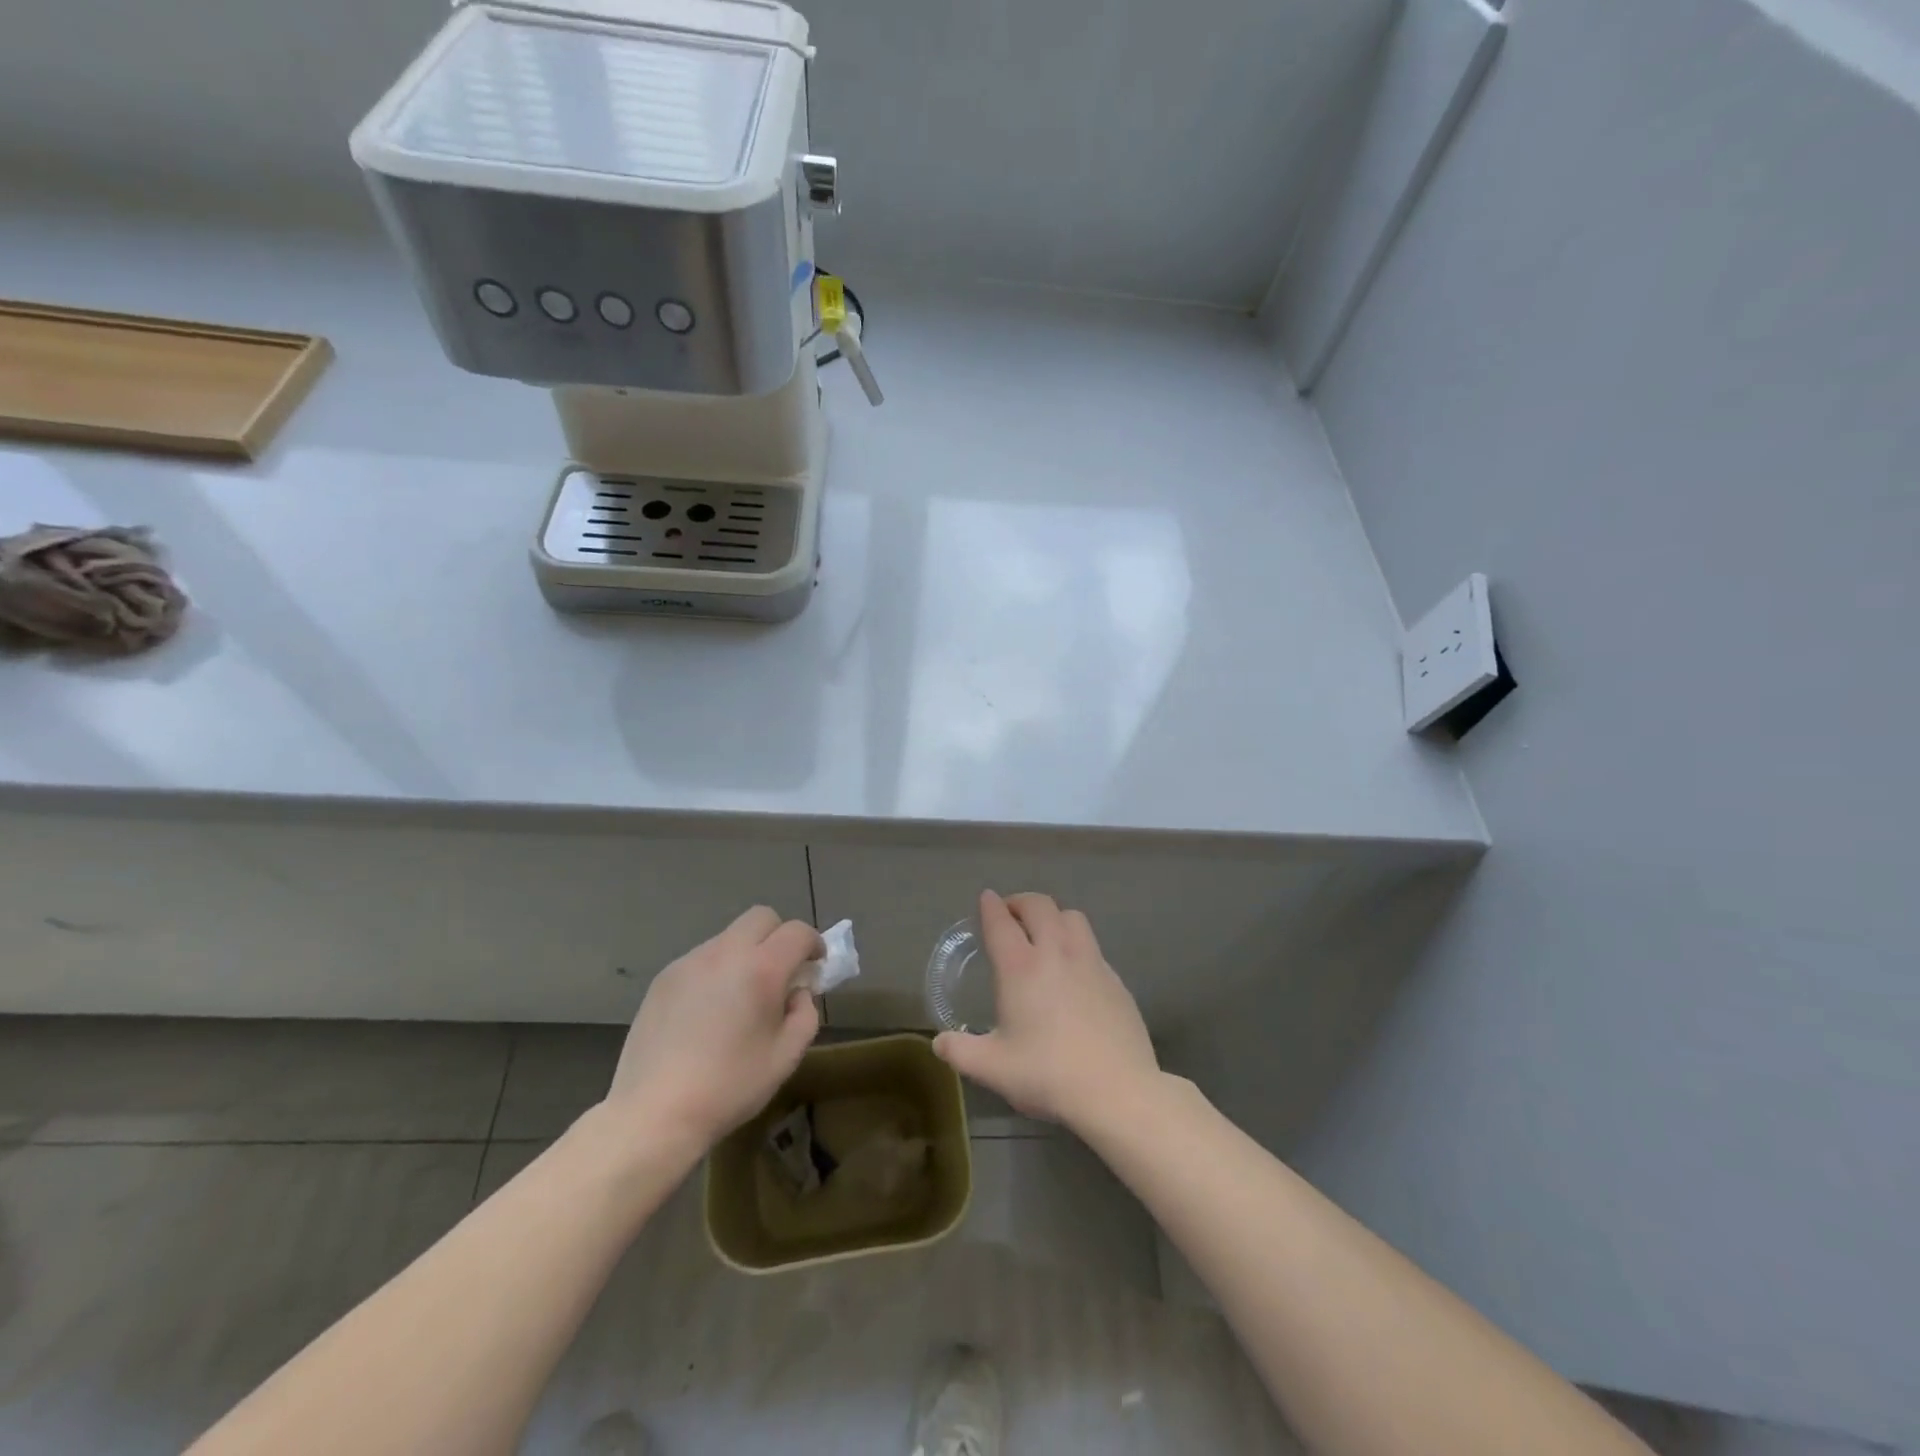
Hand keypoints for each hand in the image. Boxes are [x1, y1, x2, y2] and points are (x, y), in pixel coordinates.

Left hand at [602, 906, 822, 1151]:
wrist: (654, 1112)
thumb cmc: (730, 1087)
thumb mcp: (786, 1057)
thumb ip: (805, 1014)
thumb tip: (797, 993)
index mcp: (761, 969)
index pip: (797, 932)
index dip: (813, 943)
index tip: (815, 966)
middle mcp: (725, 953)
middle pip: (761, 917)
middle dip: (779, 936)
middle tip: (781, 972)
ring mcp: (689, 962)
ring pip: (729, 937)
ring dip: (745, 954)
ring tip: (740, 997)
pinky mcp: (663, 978)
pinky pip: (701, 959)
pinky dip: (716, 971)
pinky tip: (707, 1012)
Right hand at [933, 890, 1159, 1131]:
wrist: (1117, 1090)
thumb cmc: (1048, 1075)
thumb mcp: (993, 1069)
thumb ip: (961, 1052)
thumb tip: (939, 1043)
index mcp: (1020, 968)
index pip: (1001, 922)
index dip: (990, 907)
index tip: (986, 899)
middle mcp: (1056, 953)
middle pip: (1039, 906)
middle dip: (1020, 902)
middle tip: (1010, 913)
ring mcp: (1090, 962)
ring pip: (1071, 916)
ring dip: (1053, 915)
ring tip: (1044, 932)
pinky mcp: (1114, 978)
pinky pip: (1092, 944)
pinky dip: (1076, 943)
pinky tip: (1074, 969)